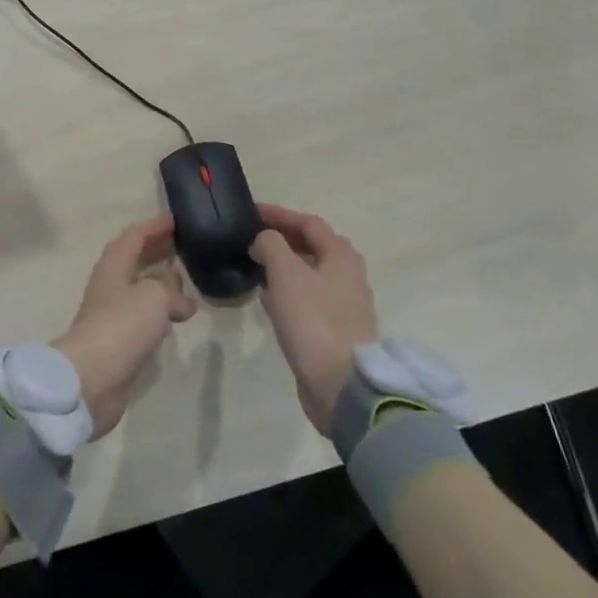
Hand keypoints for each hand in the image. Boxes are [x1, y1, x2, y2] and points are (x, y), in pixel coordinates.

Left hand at [53, 215, 196, 437]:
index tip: (178, 220)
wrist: (92, 377)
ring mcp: (114, 312)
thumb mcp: (155, 296)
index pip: (135, 236)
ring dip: (161, 280)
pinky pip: (144, 314)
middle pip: (135, 259)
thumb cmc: (122, 325)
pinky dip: (161, 308)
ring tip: (187, 277)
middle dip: (158, 249)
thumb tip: (183, 300)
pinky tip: (179, 315)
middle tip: (186, 244)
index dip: (155, 226)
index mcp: (114, 264)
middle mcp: (112, 283)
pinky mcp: (120, 339)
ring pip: (141, 287)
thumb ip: (172, 289)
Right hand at [252, 204, 380, 434]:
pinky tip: (267, 298)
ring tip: (255, 263)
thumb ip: (271, 245)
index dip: (279, 214)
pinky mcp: (335, 330)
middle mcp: (348, 276)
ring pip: (311, 273)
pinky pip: (308, 298)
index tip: (250, 212)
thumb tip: (263, 240)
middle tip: (253, 236)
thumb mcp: (285, 273)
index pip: (308, 223)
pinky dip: (287, 289)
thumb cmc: (313, 320)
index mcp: (341, 256)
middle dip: (283, 237)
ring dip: (284, 264)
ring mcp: (344, 305)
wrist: (341, 385)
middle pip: (314, 246)